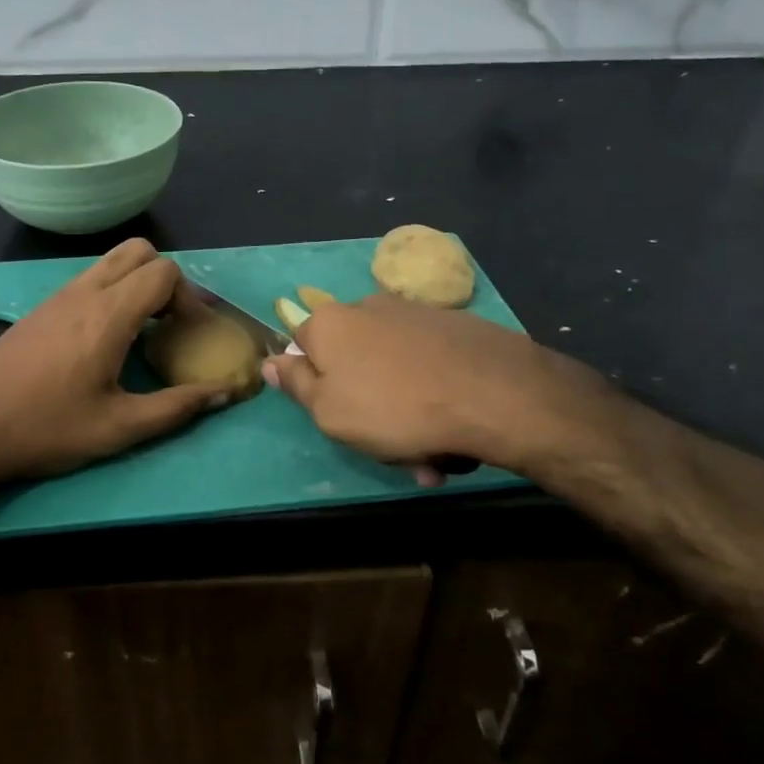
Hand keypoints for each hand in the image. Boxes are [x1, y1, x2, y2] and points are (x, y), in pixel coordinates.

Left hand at [0, 239, 230, 495]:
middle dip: (166, 279)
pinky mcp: (40, 308)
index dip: (189, 297)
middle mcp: (84, 293)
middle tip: (171, 322)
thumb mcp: (118, 428)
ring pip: (111, 261)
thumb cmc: (44, 429)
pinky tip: (107, 339)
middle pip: (139, 251)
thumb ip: (176, 408)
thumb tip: (224, 391)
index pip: (163, 272)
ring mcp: (58, 296)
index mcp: (108, 315)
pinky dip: (112, 291)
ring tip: (144, 329)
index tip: (191, 334)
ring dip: (137, 282)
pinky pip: (89, 279)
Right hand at [263, 294, 629, 481]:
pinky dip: (434, 399)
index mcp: (329, 324)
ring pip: (394, 373)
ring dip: (405, 416)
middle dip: (369, 410)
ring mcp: (414, 314)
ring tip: (432, 456)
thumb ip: (296, 385)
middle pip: (353, 364)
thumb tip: (271, 361)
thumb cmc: (393, 408)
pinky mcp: (454, 326)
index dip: (315, 388)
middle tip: (394, 452)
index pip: (302, 349)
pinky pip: (428, 369)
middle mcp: (367, 308)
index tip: (339, 423)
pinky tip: (454, 433)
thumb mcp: (328, 411)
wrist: (492, 393)